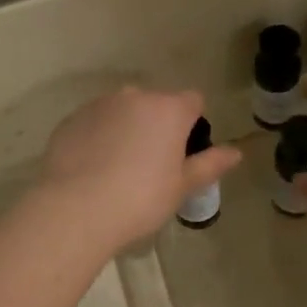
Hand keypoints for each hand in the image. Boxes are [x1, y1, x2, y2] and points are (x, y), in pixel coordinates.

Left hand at [42, 87, 240, 250]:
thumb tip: (235, 152)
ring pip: (122, 111)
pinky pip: (94, 123)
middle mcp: (134, 97)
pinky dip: (98, 137)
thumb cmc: (140, 199)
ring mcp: (98, 105)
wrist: (75, 209)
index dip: (192, 124)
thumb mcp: (181, 187)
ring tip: (118, 169)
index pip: (193, 101)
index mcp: (168, 109)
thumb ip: (209, 164)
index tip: (184, 153)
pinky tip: (92, 169)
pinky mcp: (70, 120)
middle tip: (151, 166)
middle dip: (157, 126)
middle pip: (155, 104)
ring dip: (126, 129)